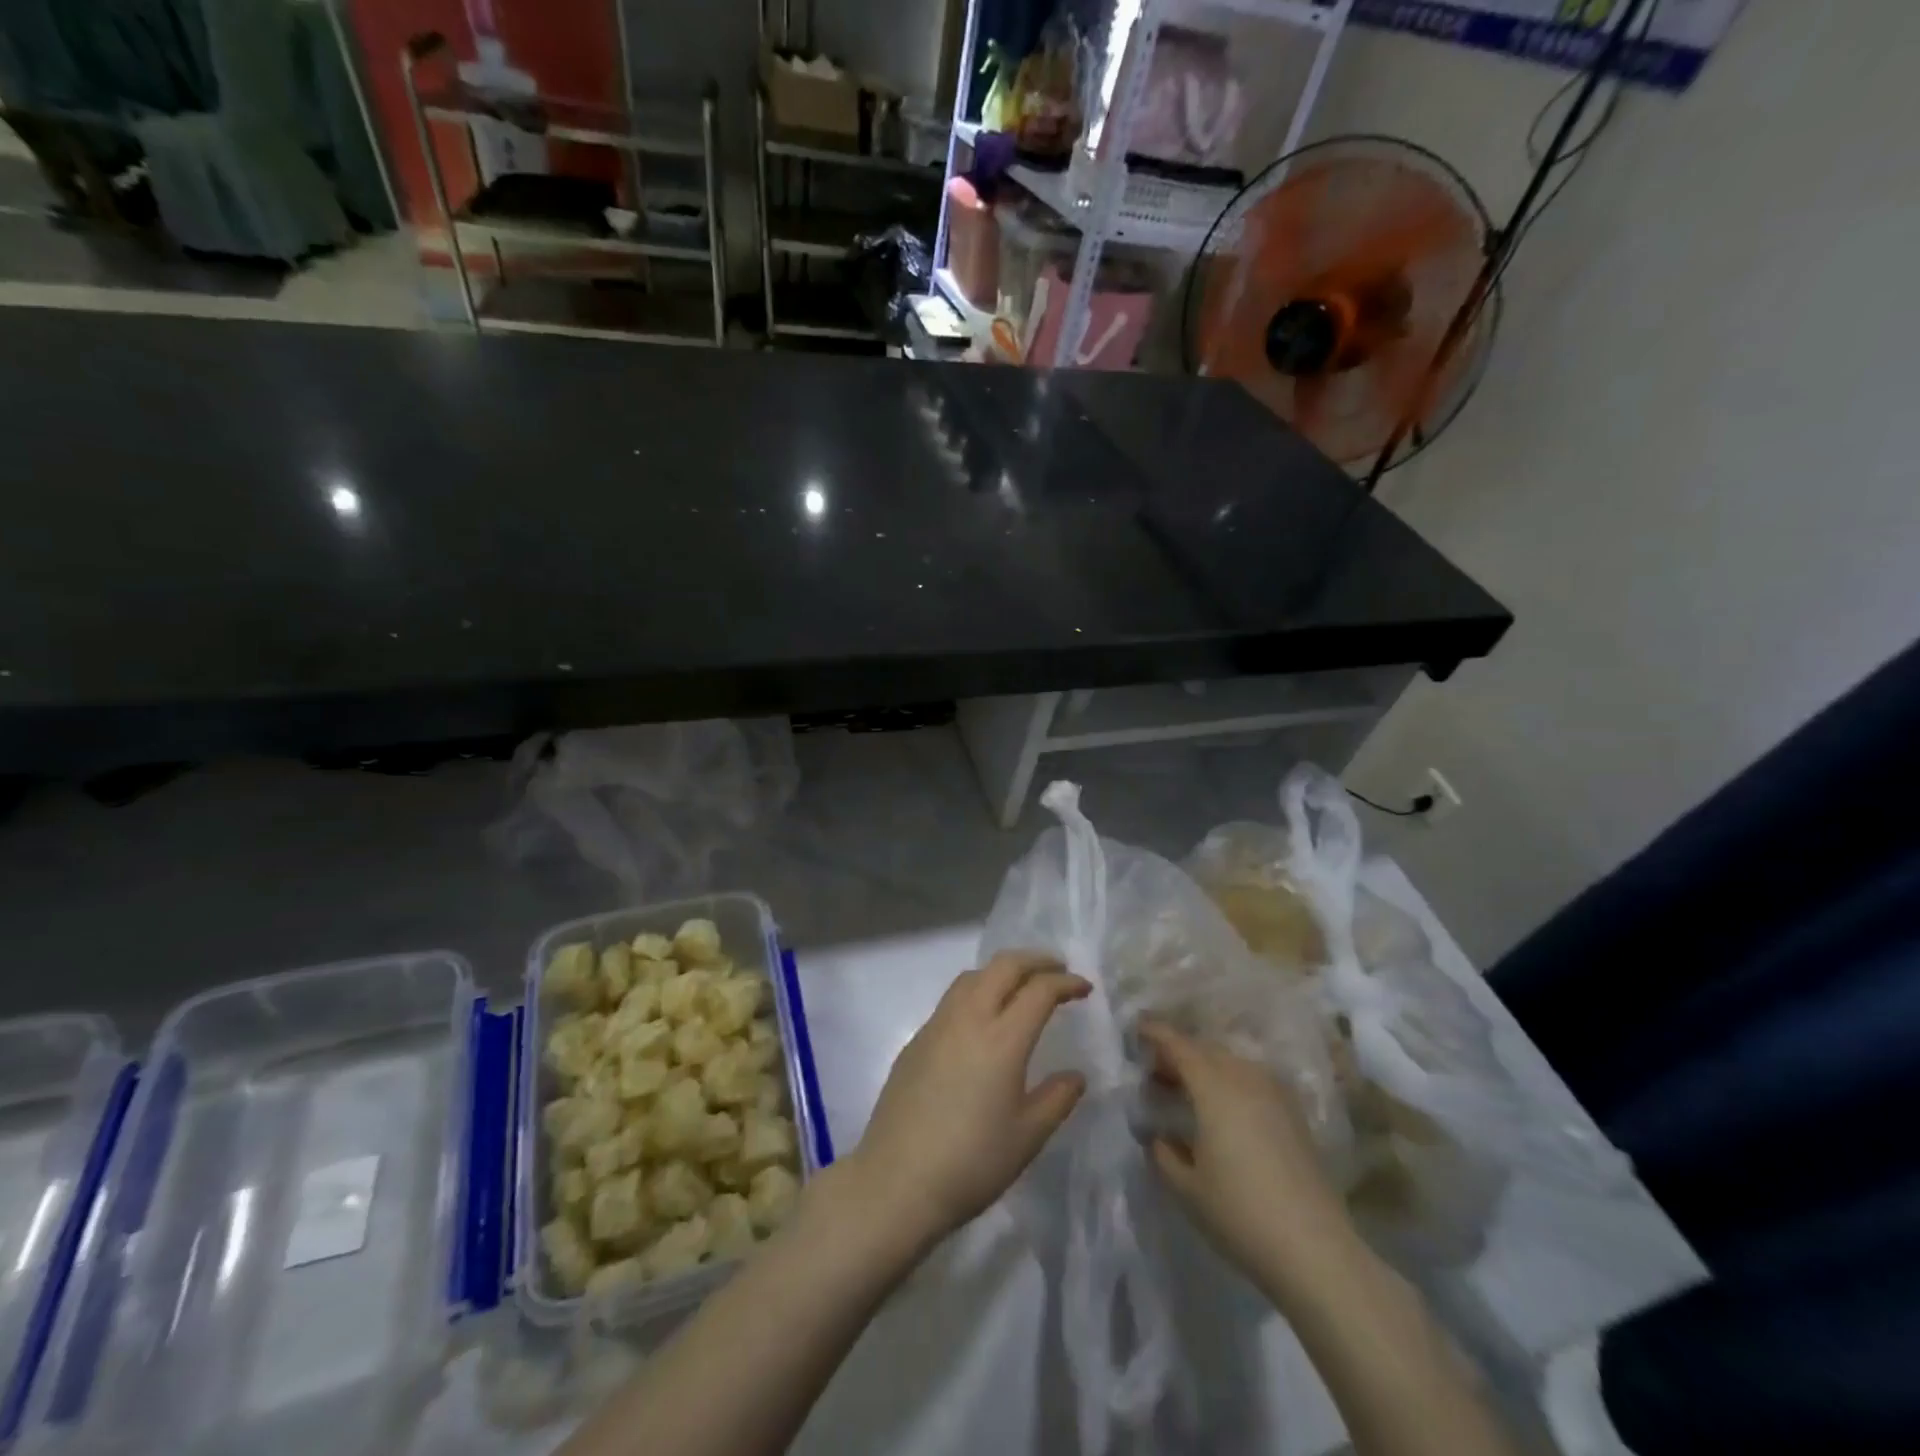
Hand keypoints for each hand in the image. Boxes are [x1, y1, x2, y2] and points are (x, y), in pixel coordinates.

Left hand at [842, 950, 1089, 1251]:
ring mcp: (938, 1025)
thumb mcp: (1027, 1137)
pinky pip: (953, 998)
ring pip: (973, 976)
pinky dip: (977, 991)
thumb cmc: (971, 1163)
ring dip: (1002, 971)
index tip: (1084, 988)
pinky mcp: (917, 1039)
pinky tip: (983, 1018)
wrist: (896, 1181)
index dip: (1066, 983)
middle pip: (1003, 966)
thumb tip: (1075, 1076)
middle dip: (1035, 960)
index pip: (1039, 990)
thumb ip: (1057, 1099)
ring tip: (1021, 986)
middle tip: (1057, 970)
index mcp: (1002, 1039)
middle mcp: (969, 1018)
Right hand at [1139, 1020, 1357, 1301]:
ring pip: (1231, 1063)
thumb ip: (1164, 1154)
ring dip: (1206, 1068)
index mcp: (1214, 1087)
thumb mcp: (1186, 1188)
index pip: (1178, 1046)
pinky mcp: (1294, 1115)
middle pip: (1205, 1050)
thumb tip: (1159, 1137)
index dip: (1155, 1034)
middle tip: (1155, 1072)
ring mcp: (1275, 1094)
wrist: (1316, 1251)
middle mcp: (1245, 1078)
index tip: (1137, 1029)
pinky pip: (1252, 1080)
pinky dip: (1230, 1082)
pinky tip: (1222, 1110)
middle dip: (1178, 1054)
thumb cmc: (1240, 1213)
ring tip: (1187, 1091)